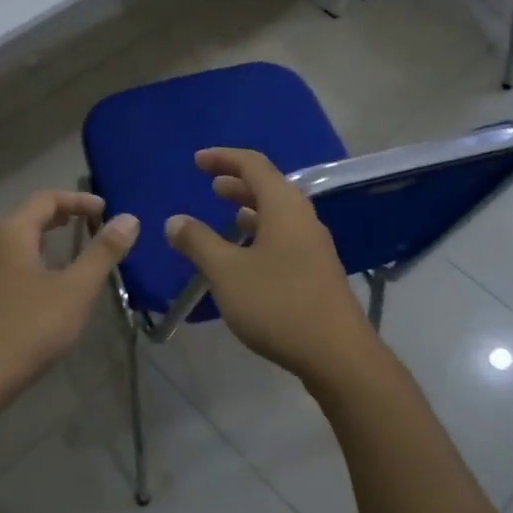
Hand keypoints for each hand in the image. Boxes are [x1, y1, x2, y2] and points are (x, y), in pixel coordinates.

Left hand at [0, 189, 138, 410]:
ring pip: (14, 243)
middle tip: (90, 224)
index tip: (104, 209)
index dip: (78, 200)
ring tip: (70, 252)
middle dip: (61, 217)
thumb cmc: (28, 328)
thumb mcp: (76, 290)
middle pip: (27, 217)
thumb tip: (129, 219)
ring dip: (44, 240)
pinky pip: (5, 265)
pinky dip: (29, 261)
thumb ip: (103, 252)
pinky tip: (43, 286)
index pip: (46, 199)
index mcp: (11, 233)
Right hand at [163, 148, 376, 386]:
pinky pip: (285, 236)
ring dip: (251, 209)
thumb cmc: (277, 304)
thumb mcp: (226, 271)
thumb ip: (198, 242)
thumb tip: (174, 221)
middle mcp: (303, 218)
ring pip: (279, 214)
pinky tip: (248, 255)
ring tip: (229, 214)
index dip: (223, 158)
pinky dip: (262, 233)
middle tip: (211, 185)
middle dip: (238, 182)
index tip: (197, 161)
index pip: (253, 165)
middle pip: (269, 187)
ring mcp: (314, 246)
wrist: (337, 354)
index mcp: (284, 207)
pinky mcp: (317, 271)